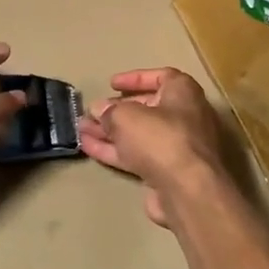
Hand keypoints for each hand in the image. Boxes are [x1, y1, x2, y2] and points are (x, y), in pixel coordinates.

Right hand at [78, 67, 227, 229]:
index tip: (112, 85)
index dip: (135, 78)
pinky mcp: (168, 173)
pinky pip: (138, 156)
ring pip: (139, 135)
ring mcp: (177, 148)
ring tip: (81, 130)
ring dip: (110, 132)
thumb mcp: (126, 116)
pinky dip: (115, 151)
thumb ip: (109, 111)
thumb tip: (99, 110)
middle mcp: (185, 118)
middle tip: (93, 112)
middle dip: (117, 110)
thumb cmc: (161, 138)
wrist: (187, 191)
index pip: (161, 77)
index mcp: (183, 94)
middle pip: (147, 108)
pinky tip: (89, 148)